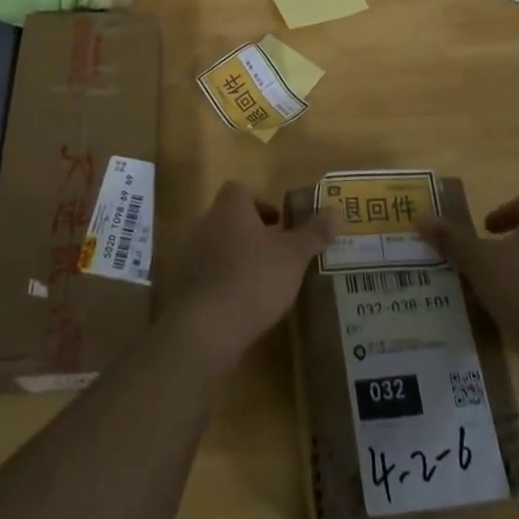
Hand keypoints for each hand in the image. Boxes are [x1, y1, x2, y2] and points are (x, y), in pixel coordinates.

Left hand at [159, 182, 339, 374]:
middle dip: (253, 233)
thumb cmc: (253, 280)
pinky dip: (223, 282)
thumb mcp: (293, 257)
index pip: (241, 190)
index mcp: (230, 207)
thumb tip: (336, 211)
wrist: (205, 329)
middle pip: (231, 218)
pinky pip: (207, 273)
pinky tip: (241, 304)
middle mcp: (205, 222)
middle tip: (277, 256)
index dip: (262, 204)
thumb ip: (314, 233)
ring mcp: (190, 254)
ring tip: (262, 282)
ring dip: (238, 258)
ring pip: (219, 246)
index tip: (280, 226)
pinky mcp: (183, 285)